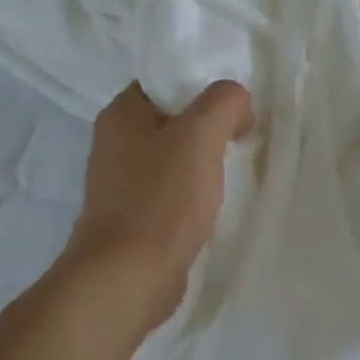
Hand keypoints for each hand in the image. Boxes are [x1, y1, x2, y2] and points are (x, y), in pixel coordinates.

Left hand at [66, 81, 254, 328]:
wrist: (127, 279)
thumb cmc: (160, 200)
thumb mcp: (199, 136)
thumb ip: (224, 102)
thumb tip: (238, 105)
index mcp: (121, 115)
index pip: (165, 79)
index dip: (201, 83)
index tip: (236, 102)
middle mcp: (115, 143)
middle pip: (172, 117)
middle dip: (208, 123)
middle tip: (244, 131)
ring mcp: (123, 182)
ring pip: (174, 155)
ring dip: (204, 158)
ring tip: (237, 164)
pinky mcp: (135, 216)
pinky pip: (172, 188)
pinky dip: (195, 190)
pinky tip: (216, 200)